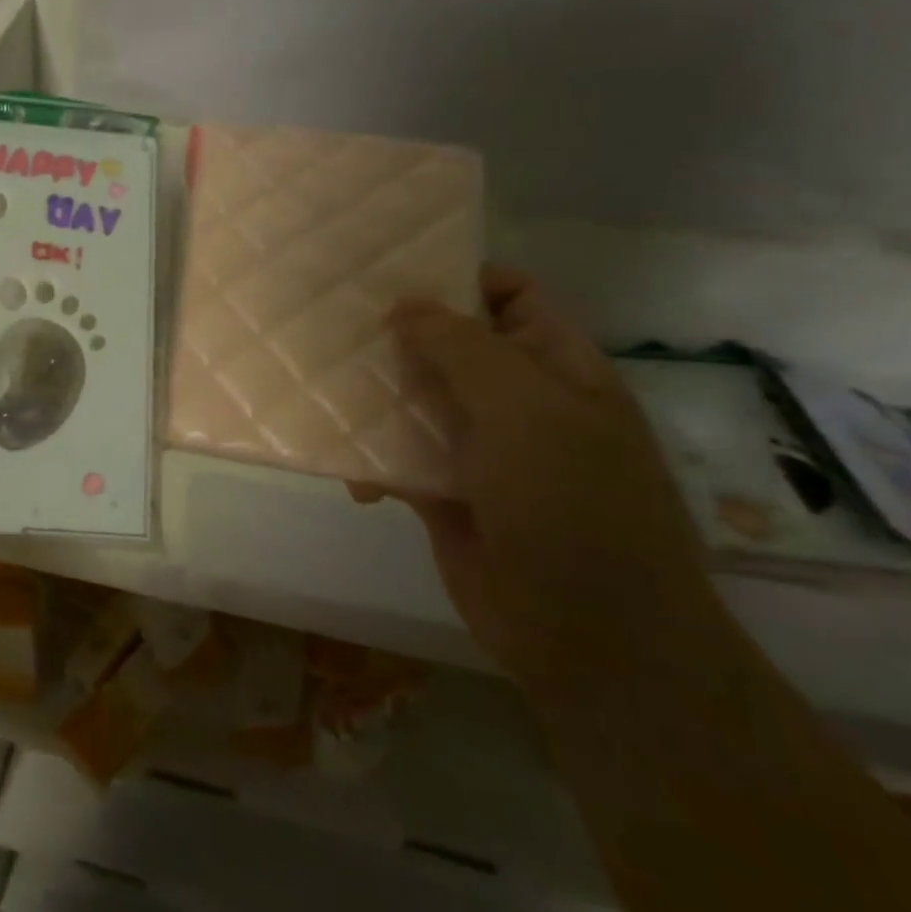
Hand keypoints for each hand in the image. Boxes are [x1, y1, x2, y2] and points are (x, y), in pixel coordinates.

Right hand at [361, 267, 720, 693]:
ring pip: (414, 401)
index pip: (510, 296)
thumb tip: (404, 304)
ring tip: (319, 383)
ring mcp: (478, 449)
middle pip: (449, 346)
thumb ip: (463, 348)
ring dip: (372, 395)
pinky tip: (346, 469)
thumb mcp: (527, 411)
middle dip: (396, 335)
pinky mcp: (442, 492)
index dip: (458, 277)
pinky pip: (395, 457)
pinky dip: (368, 456)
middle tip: (330, 321)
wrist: (591, 638)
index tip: (388, 273)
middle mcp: (516, 401)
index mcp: (555, 368)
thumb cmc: (574, 507)